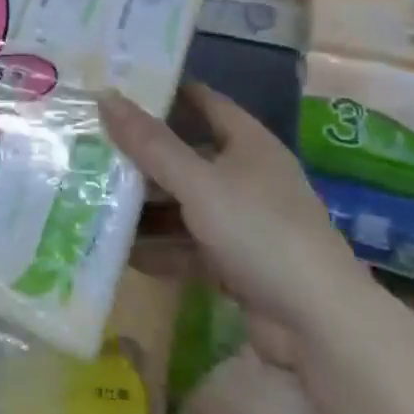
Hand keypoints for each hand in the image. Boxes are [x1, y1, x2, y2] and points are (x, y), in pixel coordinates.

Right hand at [101, 82, 369, 342]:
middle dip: (144, 155)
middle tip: (93, 144)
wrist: (320, 325)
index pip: (203, 101)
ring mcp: (245, 223)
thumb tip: (105, 95)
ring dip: (147, 206)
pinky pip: (190, 246)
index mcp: (249, 143)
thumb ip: (150, 144)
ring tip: (95, 197)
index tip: (119, 87)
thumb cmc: (259, 231)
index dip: (165, 91)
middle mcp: (248, 176)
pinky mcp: (239, 264)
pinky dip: (161, 248)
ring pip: (186, 204)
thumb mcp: (198, 182)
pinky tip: (122, 252)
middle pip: (188, 155)